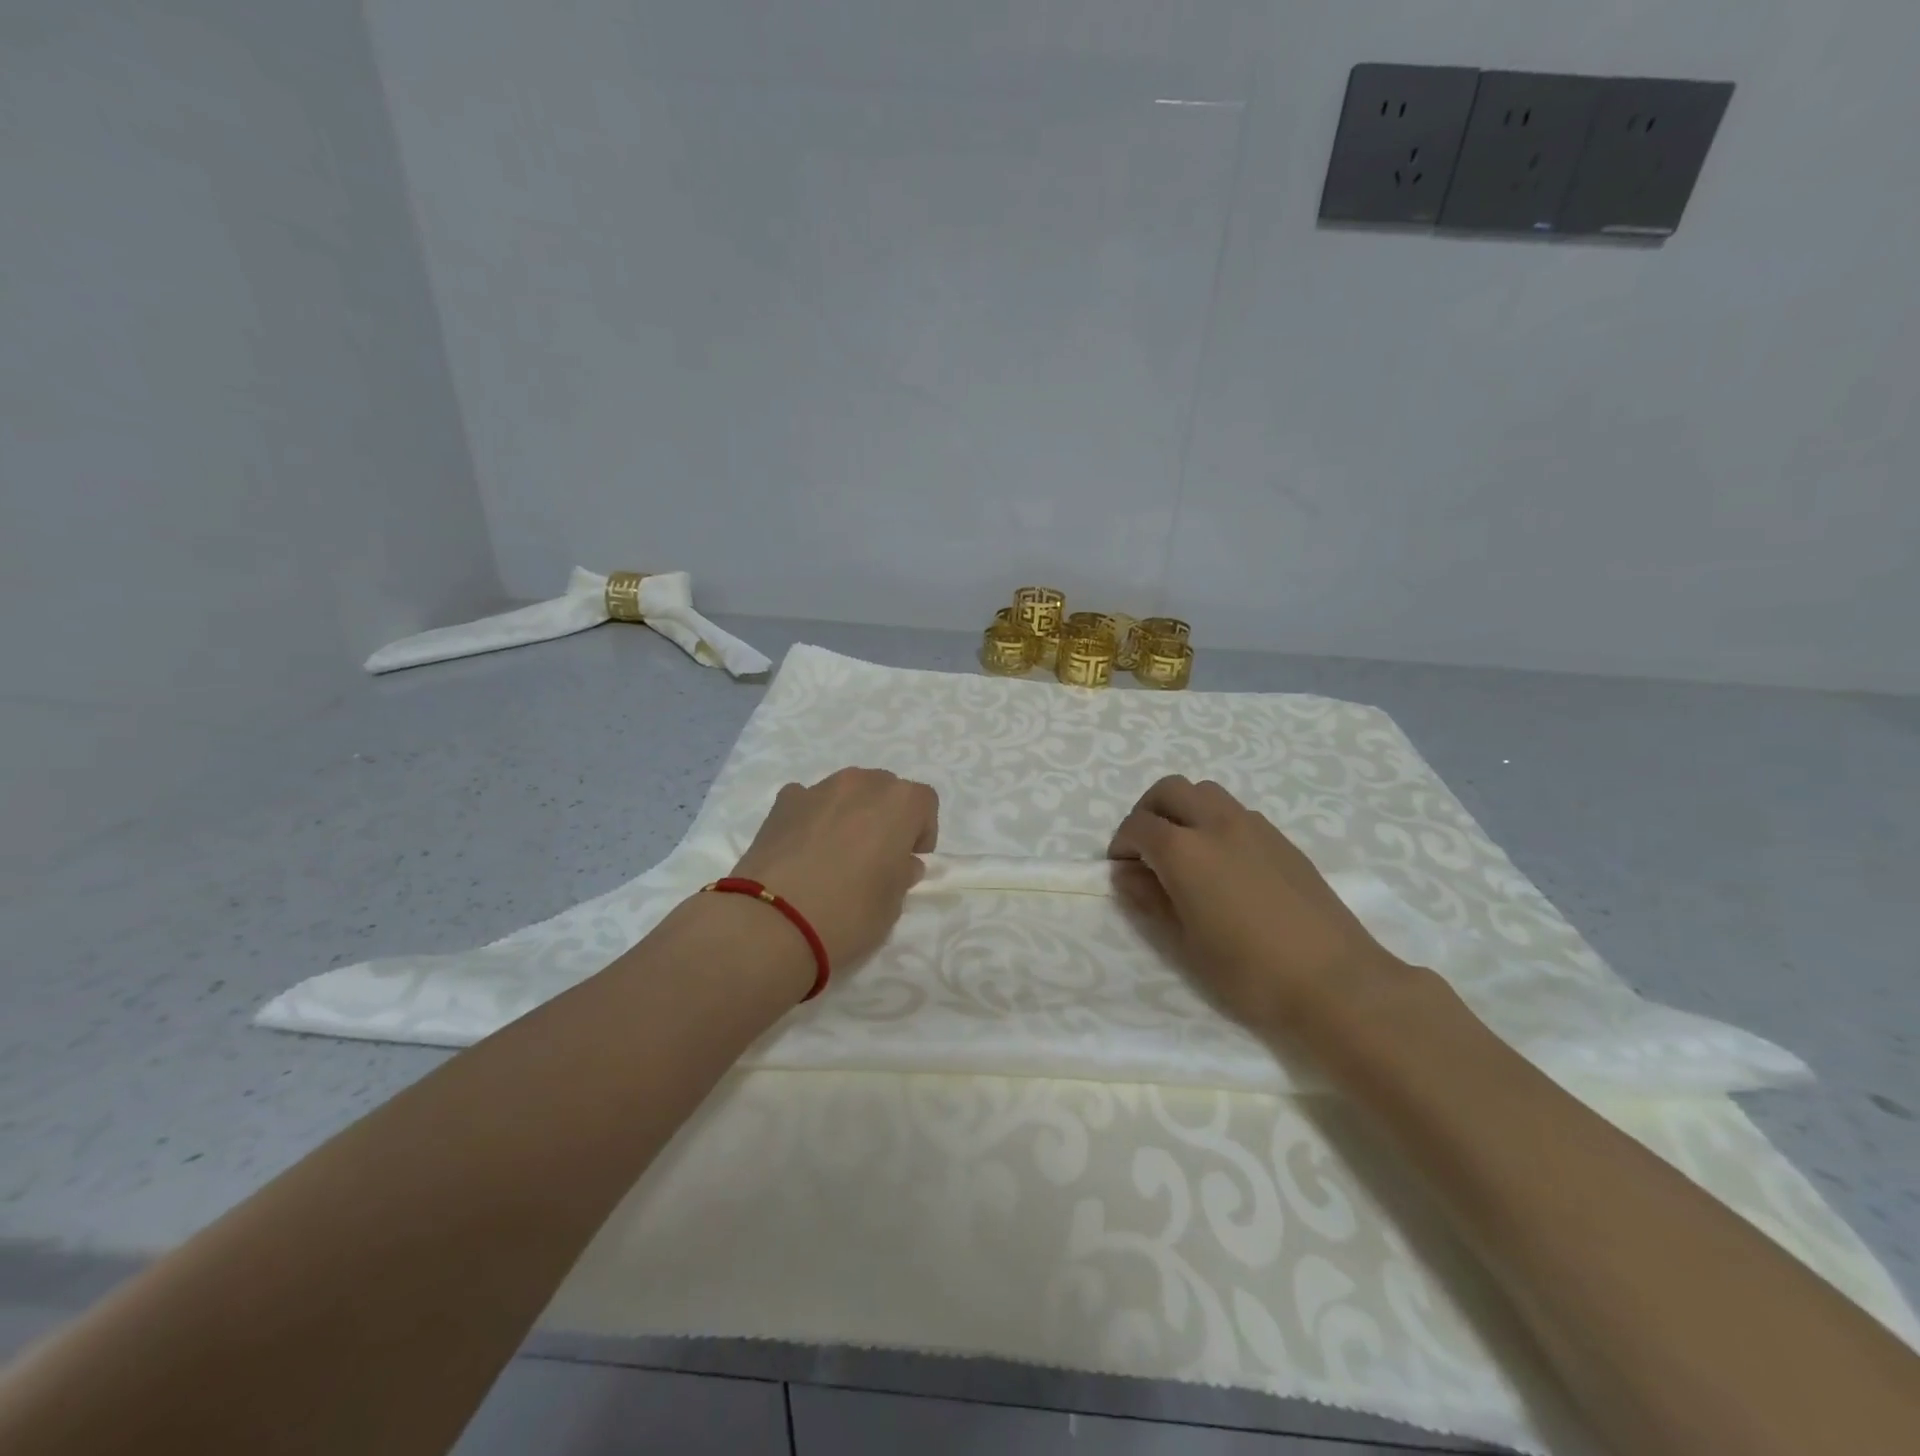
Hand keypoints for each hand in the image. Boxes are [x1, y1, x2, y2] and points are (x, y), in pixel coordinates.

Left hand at [730, 768, 938, 971]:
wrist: (773, 922)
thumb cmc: (849, 912)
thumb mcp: (892, 904)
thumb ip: (901, 875)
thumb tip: (900, 863)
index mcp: (899, 802)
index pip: (924, 803)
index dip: (921, 830)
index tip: (910, 859)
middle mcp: (861, 784)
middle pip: (884, 789)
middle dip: (885, 816)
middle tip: (875, 855)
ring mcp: (818, 789)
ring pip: (845, 792)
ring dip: (849, 813)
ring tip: (835, 853)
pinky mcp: (782, 803)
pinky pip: (808, 802)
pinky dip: (812, 818)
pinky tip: (803, 850)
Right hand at [1108, 776, 1410, 1033]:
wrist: (1336, 982)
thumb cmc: (1250, 972)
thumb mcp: (1185, 944)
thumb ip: (1150, 900)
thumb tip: (1126, 874)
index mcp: (1185, 850)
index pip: (1137, 826)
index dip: (1121, 844)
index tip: (1122, 870)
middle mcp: (1216, 824)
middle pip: (1170, 790)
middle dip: (1148, 812)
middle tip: (1147, 850)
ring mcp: (1253, 826)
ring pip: (1205, 792)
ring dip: (1184, 810)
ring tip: (1185, 852)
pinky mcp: (1281, 839)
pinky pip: (1236, 812)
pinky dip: (1215, 822)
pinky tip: (1224, 865)